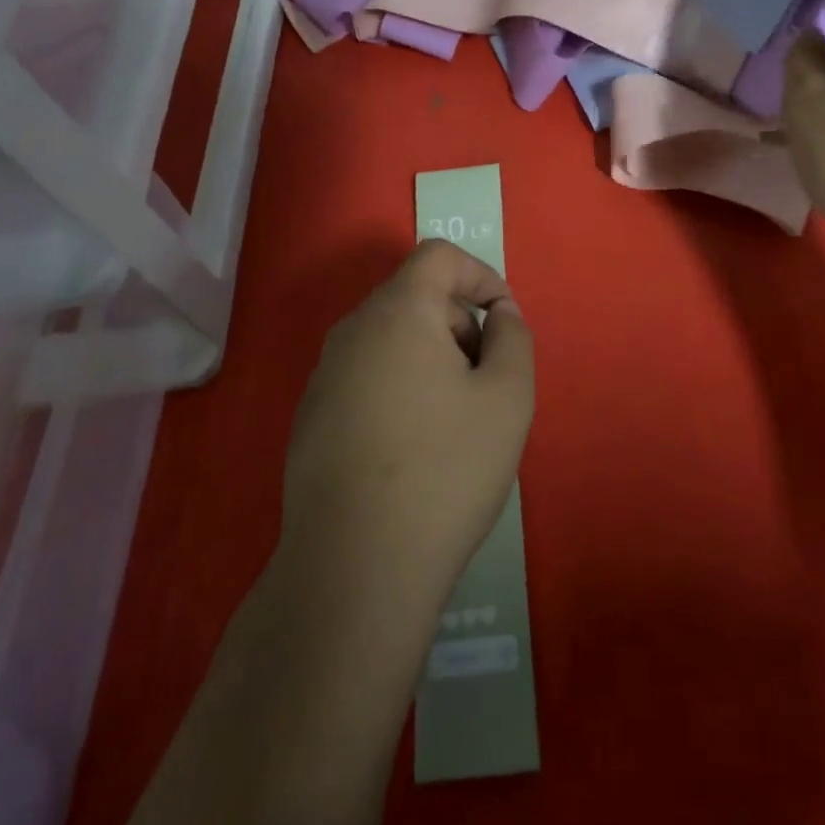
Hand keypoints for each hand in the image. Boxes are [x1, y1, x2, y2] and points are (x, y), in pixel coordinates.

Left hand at [281, 240, 535, 605]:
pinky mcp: (311, 418)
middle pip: (415, 297)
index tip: (505, 322)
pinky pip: (367, 376)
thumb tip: (498, 314)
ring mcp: (324, 377)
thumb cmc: (445, 470)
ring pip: (391, 340)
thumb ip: (512, 337)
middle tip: (488, 381)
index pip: (438, 257)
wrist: (355, 567)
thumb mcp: (508, 396)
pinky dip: (402, 387)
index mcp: (396, 313)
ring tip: (458, 420)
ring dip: (434, 358)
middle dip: (461, 324)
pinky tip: (415, 449)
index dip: (481, 275)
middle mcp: (351, 332)